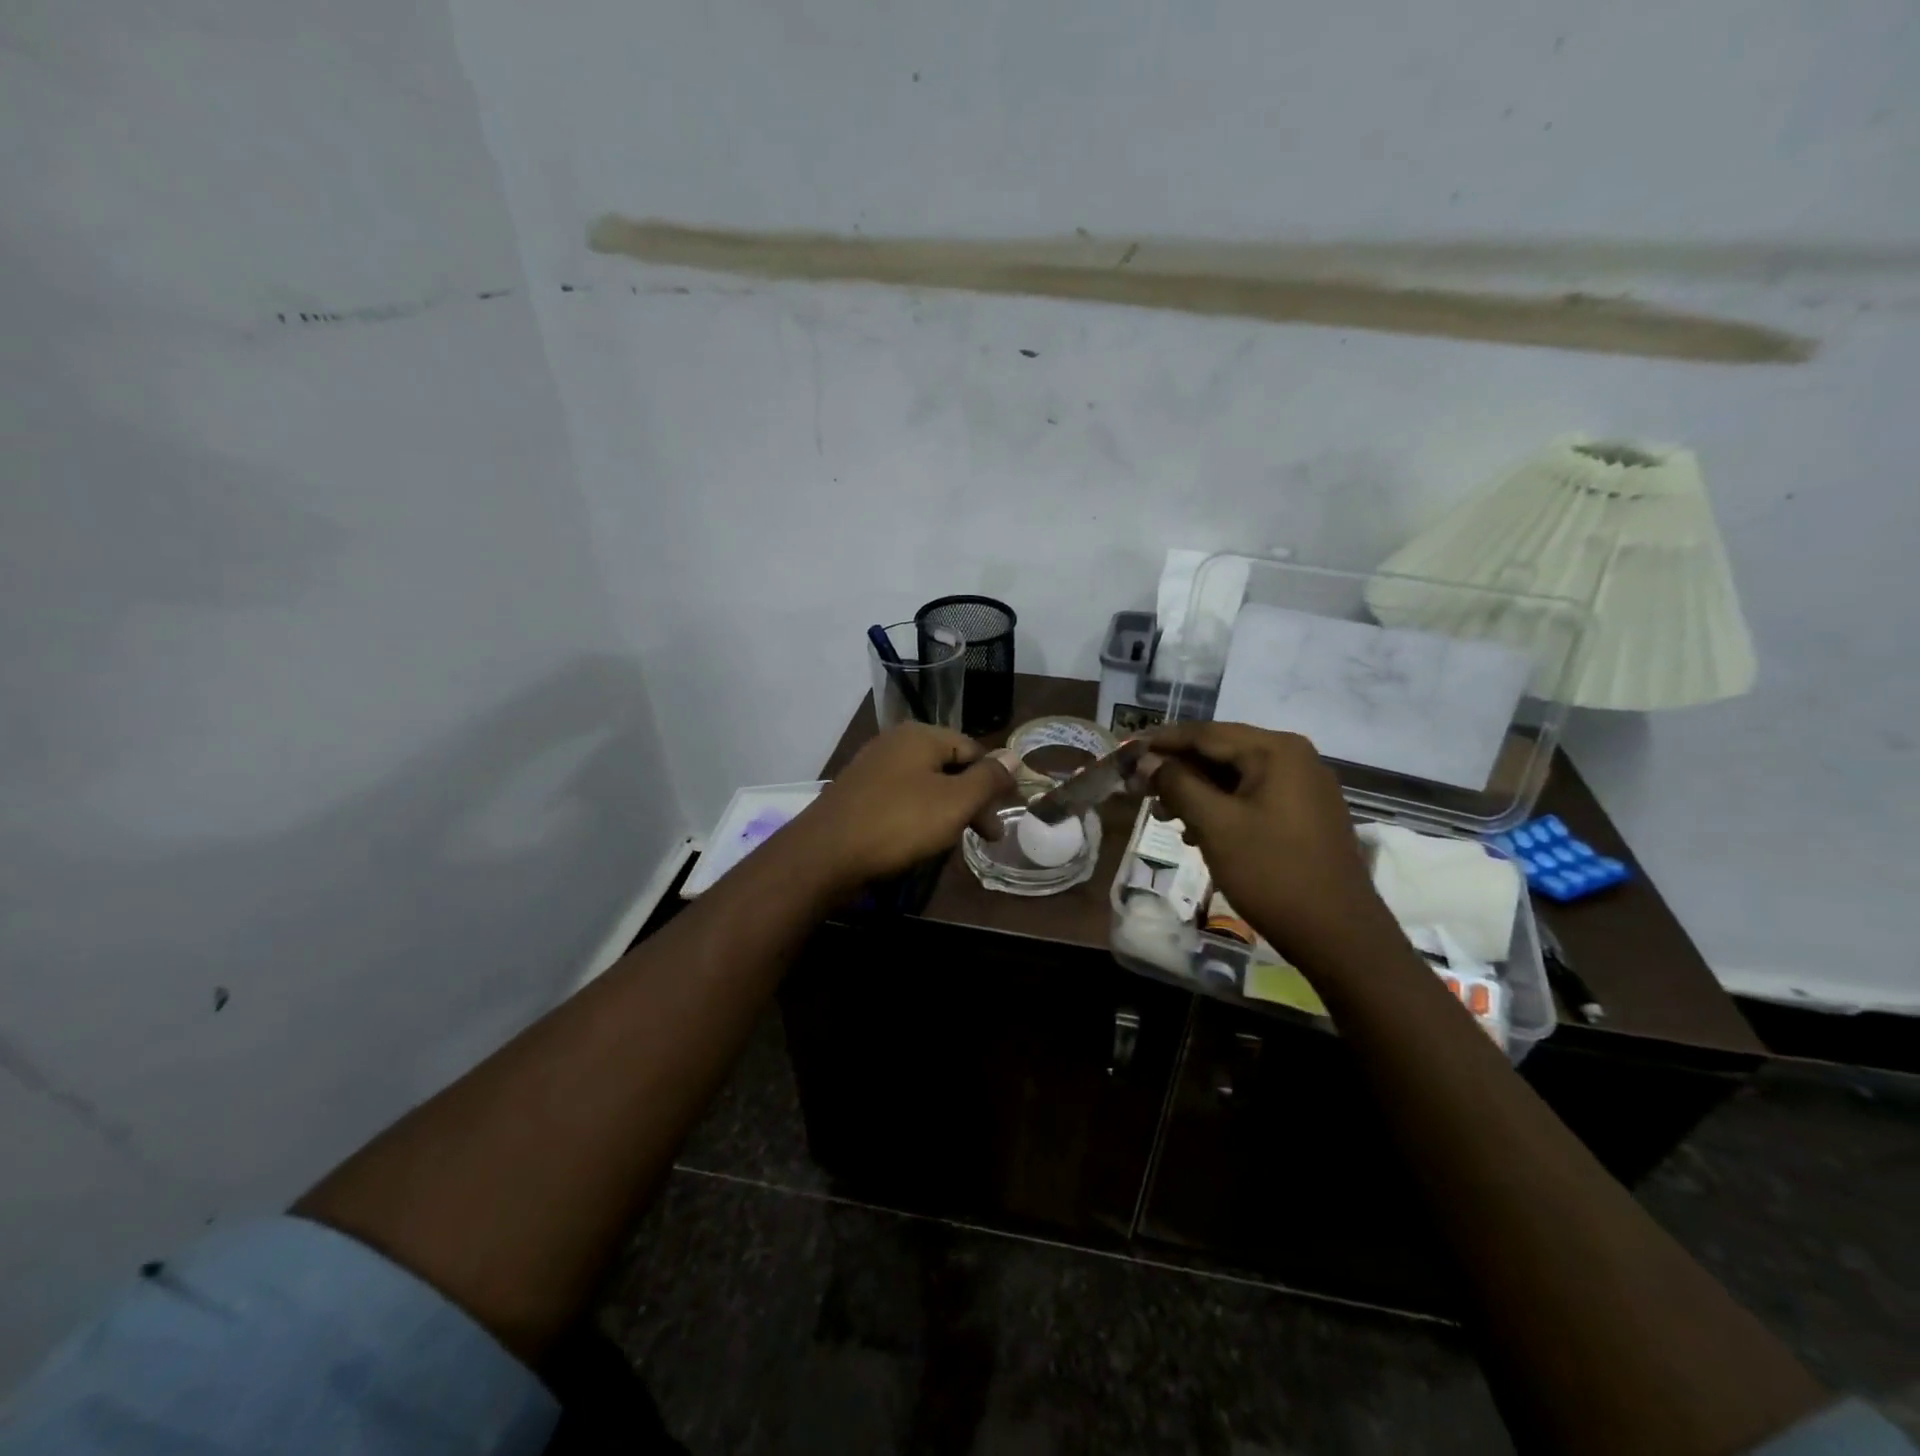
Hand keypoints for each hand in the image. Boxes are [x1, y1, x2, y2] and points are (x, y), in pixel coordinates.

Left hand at [794, 724, 1015, 891]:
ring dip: (948, 810)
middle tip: (988, 837)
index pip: (974, 749)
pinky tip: (921, 840)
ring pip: (926, 785)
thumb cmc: (898, 823)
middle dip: (973, 800)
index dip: (995, 781)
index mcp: (921, 735)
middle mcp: (895, 742)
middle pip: (950, 766)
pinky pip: (901, 798)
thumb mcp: (955, 802)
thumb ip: (988, 778)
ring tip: (956, 841)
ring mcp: (872, 767)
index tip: (1005, 816)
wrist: (824, 854)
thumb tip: (1014, 755)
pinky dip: (919, 815)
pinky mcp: (858, 793)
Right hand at [1139, 721, 1393, 967]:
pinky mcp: (1307, 815)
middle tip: (1140, 789)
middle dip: (1179, 770)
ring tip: (1164, 816)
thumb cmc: (1271, 872)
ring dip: (1197, 791)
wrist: (1339, 934)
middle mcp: (1295, 758)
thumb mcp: (1215, 825)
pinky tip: (1198, 832)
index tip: (1127, 752)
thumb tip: (1147, 759)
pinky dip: (1222, 807)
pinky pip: (1254, 797)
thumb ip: (1177, 784)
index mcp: (1276, 750)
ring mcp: (1304, 787)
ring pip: (1236, 777)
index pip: (1205, 733)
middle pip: (1222, 752)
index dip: (1162, 742)